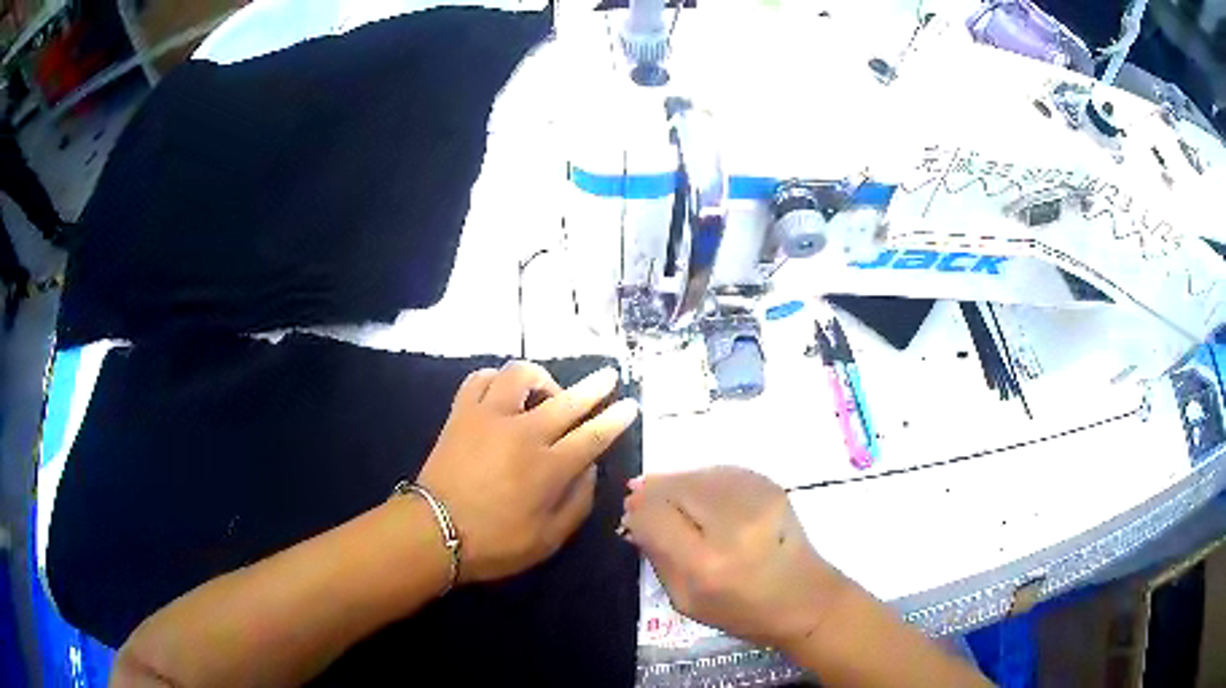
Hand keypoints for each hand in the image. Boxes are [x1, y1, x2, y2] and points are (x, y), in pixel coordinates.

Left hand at [416, 362, 638, 583]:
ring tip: (545, 391)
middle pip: (567, 399)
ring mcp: (488, 416)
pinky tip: (501, 391)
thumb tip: (590, 469)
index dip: (615, 419)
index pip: (593, 435)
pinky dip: (495, 379)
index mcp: (549, 468)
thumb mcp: (549, 539)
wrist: (433, 532)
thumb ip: (578, 502)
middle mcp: (523, 433)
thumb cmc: (495, 543)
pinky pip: (479, 379)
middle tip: (608, 377)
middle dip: (595, 386)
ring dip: (541, 378)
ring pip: (520, 374)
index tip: (630, 405)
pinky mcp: (461, 413)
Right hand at [623, 467, 847, 650]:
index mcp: (706, 563)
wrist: (806, 598)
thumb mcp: (684, 600)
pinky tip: (704, 499)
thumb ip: (656, 556)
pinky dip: (704, 481)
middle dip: (653, 493)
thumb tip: (635, 516)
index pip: (653, 514)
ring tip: (677, 504)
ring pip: (695, 473)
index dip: (637, 512)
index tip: (633, 519)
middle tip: (648, 505)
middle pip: (673, 486)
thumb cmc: (742, 611)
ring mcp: (756, 498)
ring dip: (678, 485)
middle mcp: (732, 523)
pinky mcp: (771, 485)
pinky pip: (720, 471)